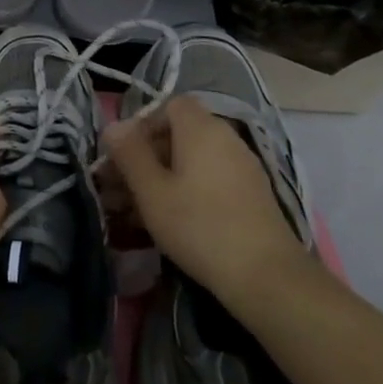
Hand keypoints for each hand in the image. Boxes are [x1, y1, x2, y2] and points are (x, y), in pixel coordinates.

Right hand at [102, 96, 306, 303]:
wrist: (268, 278)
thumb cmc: (200, 226)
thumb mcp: (152, 191)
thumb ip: (130, 154)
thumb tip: (114, 126)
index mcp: (201, 128)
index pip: (168, 105)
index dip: (142, 124)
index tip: (124, 155)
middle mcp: (225, 138)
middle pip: (178, 134)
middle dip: (145, 157)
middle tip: (118, 188)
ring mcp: (241, 167)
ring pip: (191, 163)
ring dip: (161, 179)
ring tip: (132, 212)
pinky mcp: (250, 196)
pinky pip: (208, 181)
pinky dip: (185, 192)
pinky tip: (167, 223)